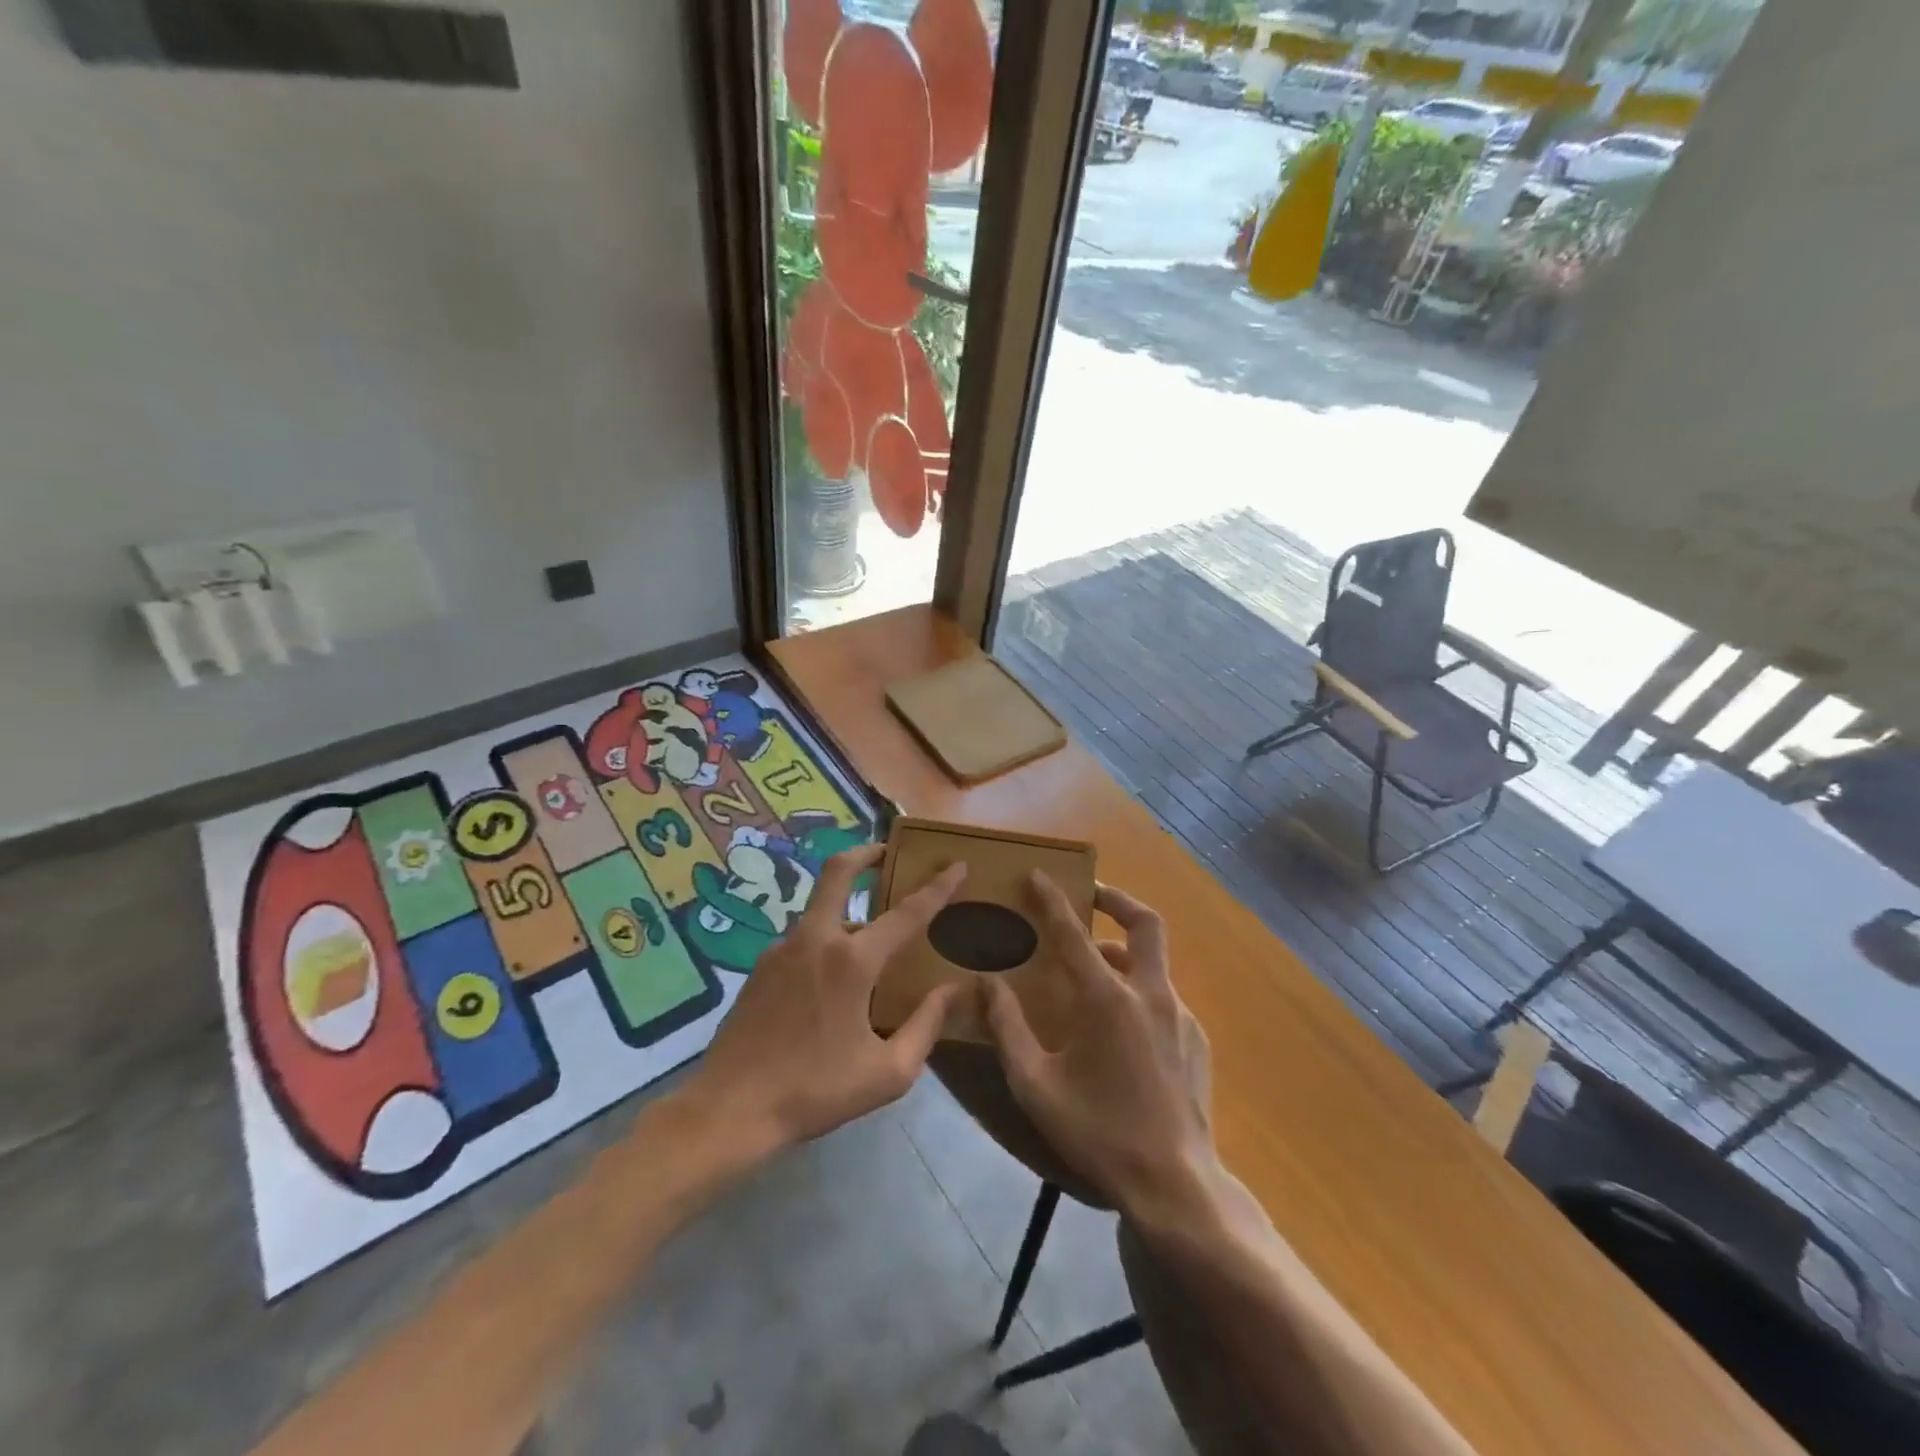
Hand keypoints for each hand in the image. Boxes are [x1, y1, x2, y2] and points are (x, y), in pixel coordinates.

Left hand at [683, 844, 966, 1157]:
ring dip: (848, 909)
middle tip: (887, 851)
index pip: (906, 913)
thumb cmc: (815, 1092)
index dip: (937, 887)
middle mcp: (816, 940)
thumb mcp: (887, 1072)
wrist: (729, 1110)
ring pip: (822, 910)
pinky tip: (833, 982)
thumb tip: (953, 990)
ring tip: (871, 944)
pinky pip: (804, 940)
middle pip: (838, 872)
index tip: (958, 865)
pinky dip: (827, 942)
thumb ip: (926, 1026)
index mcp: (852, 962)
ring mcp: (782, 949)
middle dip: (866, 852)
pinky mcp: (761, 967)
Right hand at [985, 874, 1217, 1220]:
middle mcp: (1150, 995)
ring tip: (1093, 974)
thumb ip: (1008, 1028)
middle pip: (1145, 924)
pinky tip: (1120, 1029)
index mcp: (1108, 1000)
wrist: (1176, 1187)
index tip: (1039, 874)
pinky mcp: (1197, 1042)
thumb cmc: (1098, 1133)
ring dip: (1123, 954)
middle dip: (1117, 899)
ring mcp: (1180, 1017)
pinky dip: (1138, 993)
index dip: (1053, 900)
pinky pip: (1163, 999)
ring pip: (1154, 964)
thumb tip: (987, 983)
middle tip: (1091, 895)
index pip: (1074, 934)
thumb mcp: (1036, 1085)